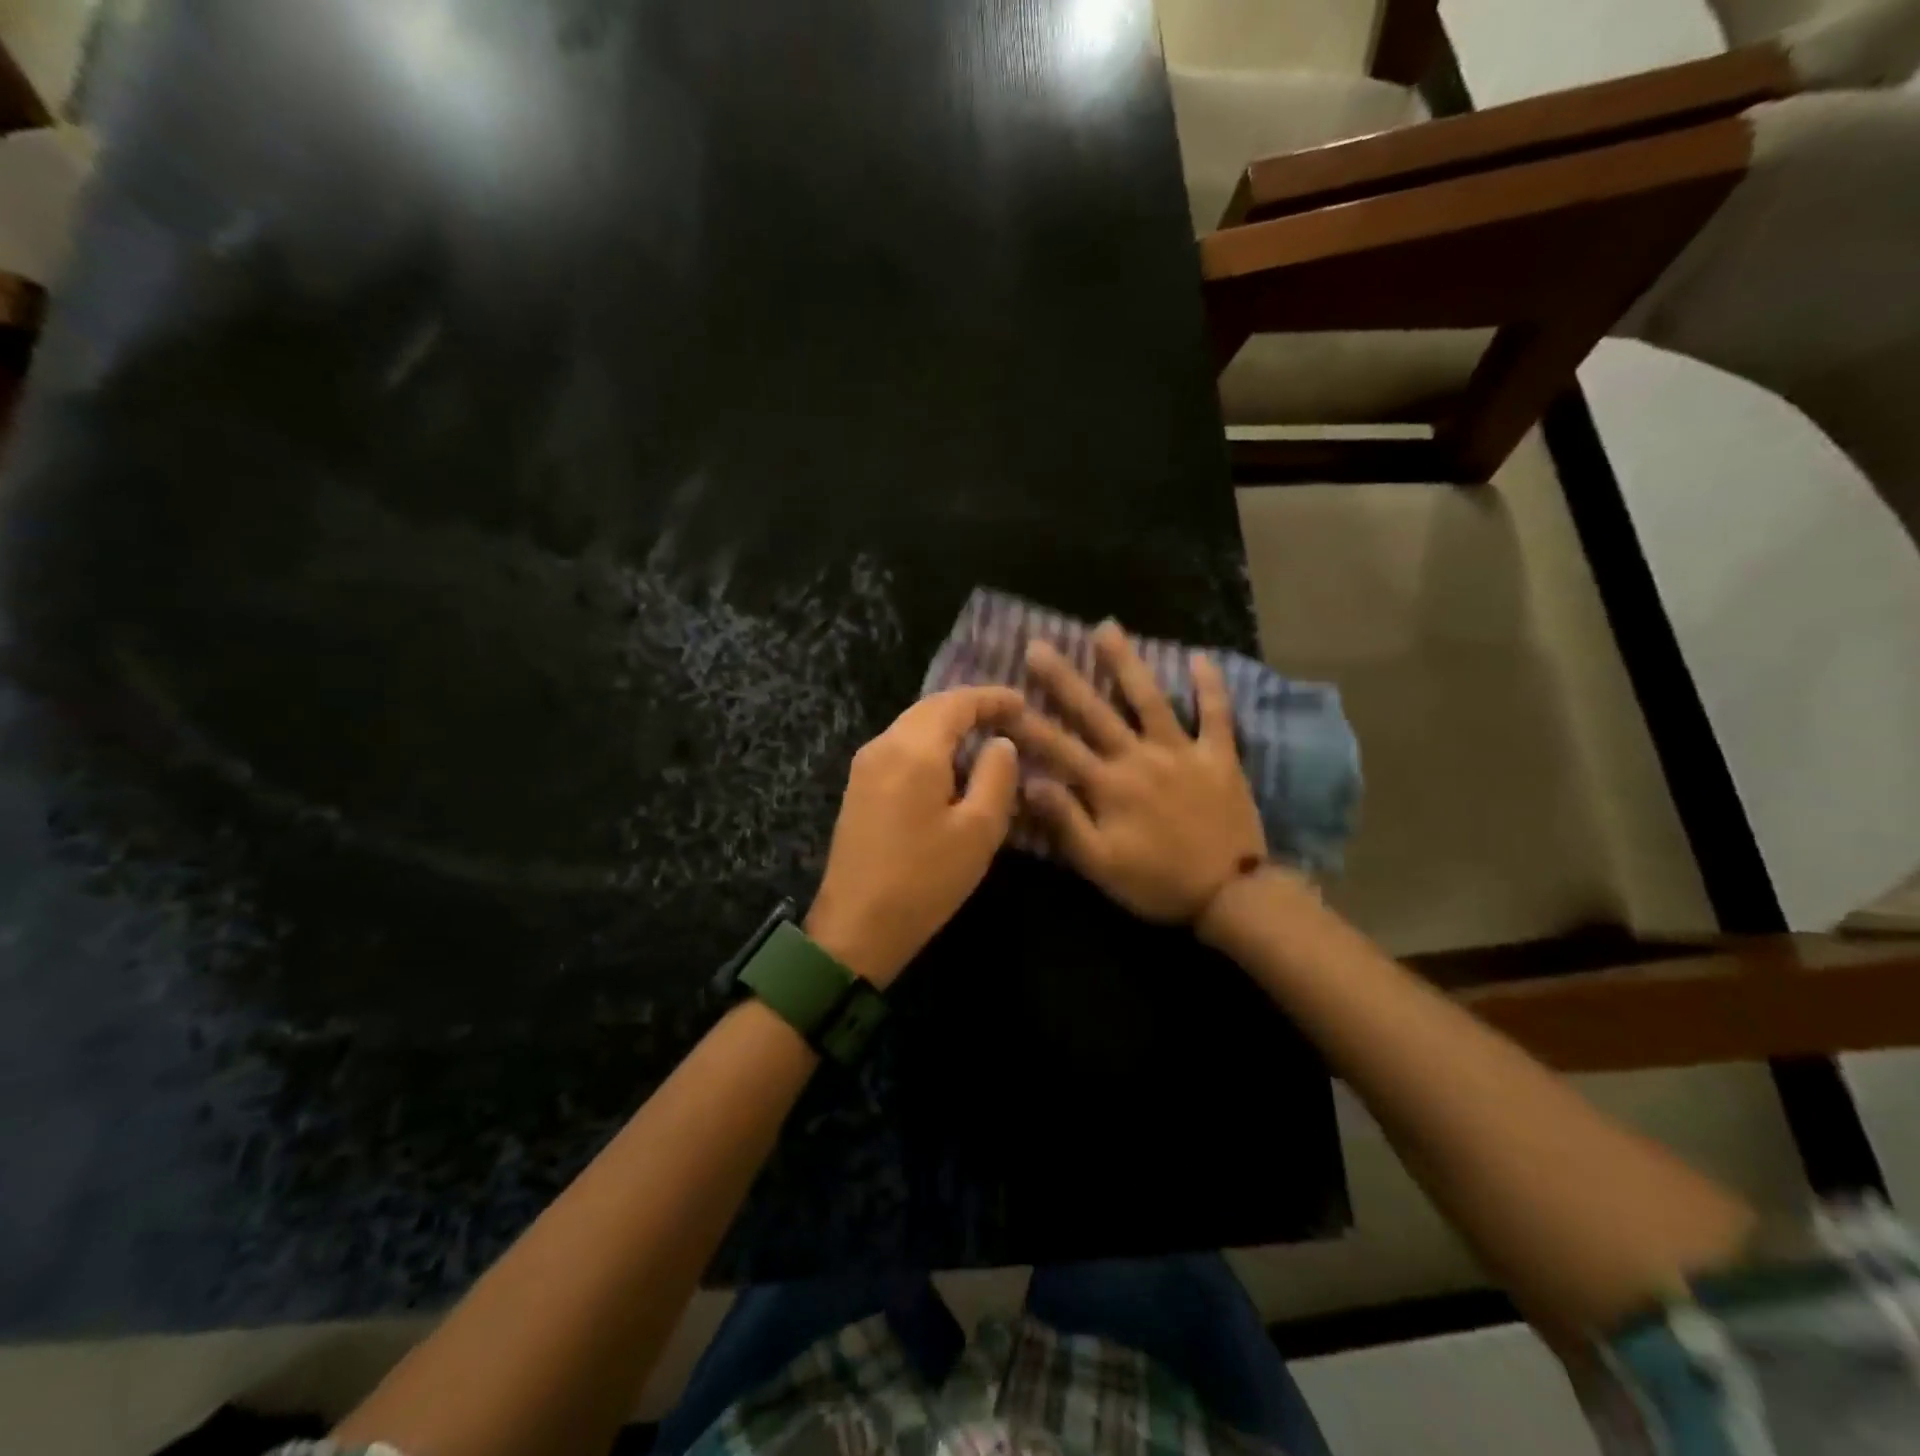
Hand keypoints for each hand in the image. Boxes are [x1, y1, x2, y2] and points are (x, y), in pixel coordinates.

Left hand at [806, 686, 1024, 988]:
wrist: (855, 927)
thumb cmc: (924, 880)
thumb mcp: (978, 831)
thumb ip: (997, 776)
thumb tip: (1001, 743)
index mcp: (914, 750)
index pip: (956, 703)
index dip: (991, 698)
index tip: (1023, 702)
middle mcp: (883, 746)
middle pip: (930, 709)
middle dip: (969, 707)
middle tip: (1008, 716)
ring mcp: (865, 766)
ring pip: (912, 727)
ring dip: (948, 724)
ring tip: (984, 736)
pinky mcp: (858, 788)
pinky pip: (899, 748)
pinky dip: (929, 744)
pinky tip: (949, 763)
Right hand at [1009, 622, 1267, 922]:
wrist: (1230, 896)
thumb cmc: (1157, 883)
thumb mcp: (1101, 864)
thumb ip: (1065, 821)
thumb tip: (1030, 782)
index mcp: (1109, 786)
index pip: (1058, 748)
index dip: (1028, 723)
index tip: (1002, 697)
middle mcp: (1140, 758)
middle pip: (1095, 712)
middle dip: (1064, 678)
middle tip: (1039, 645)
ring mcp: (1182, 752)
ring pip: (1150, 699)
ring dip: (1127, 663)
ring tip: (1106, 627)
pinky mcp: (1220, 757)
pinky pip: (1217, 715)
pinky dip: (1210, 687)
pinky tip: (1201, 657)